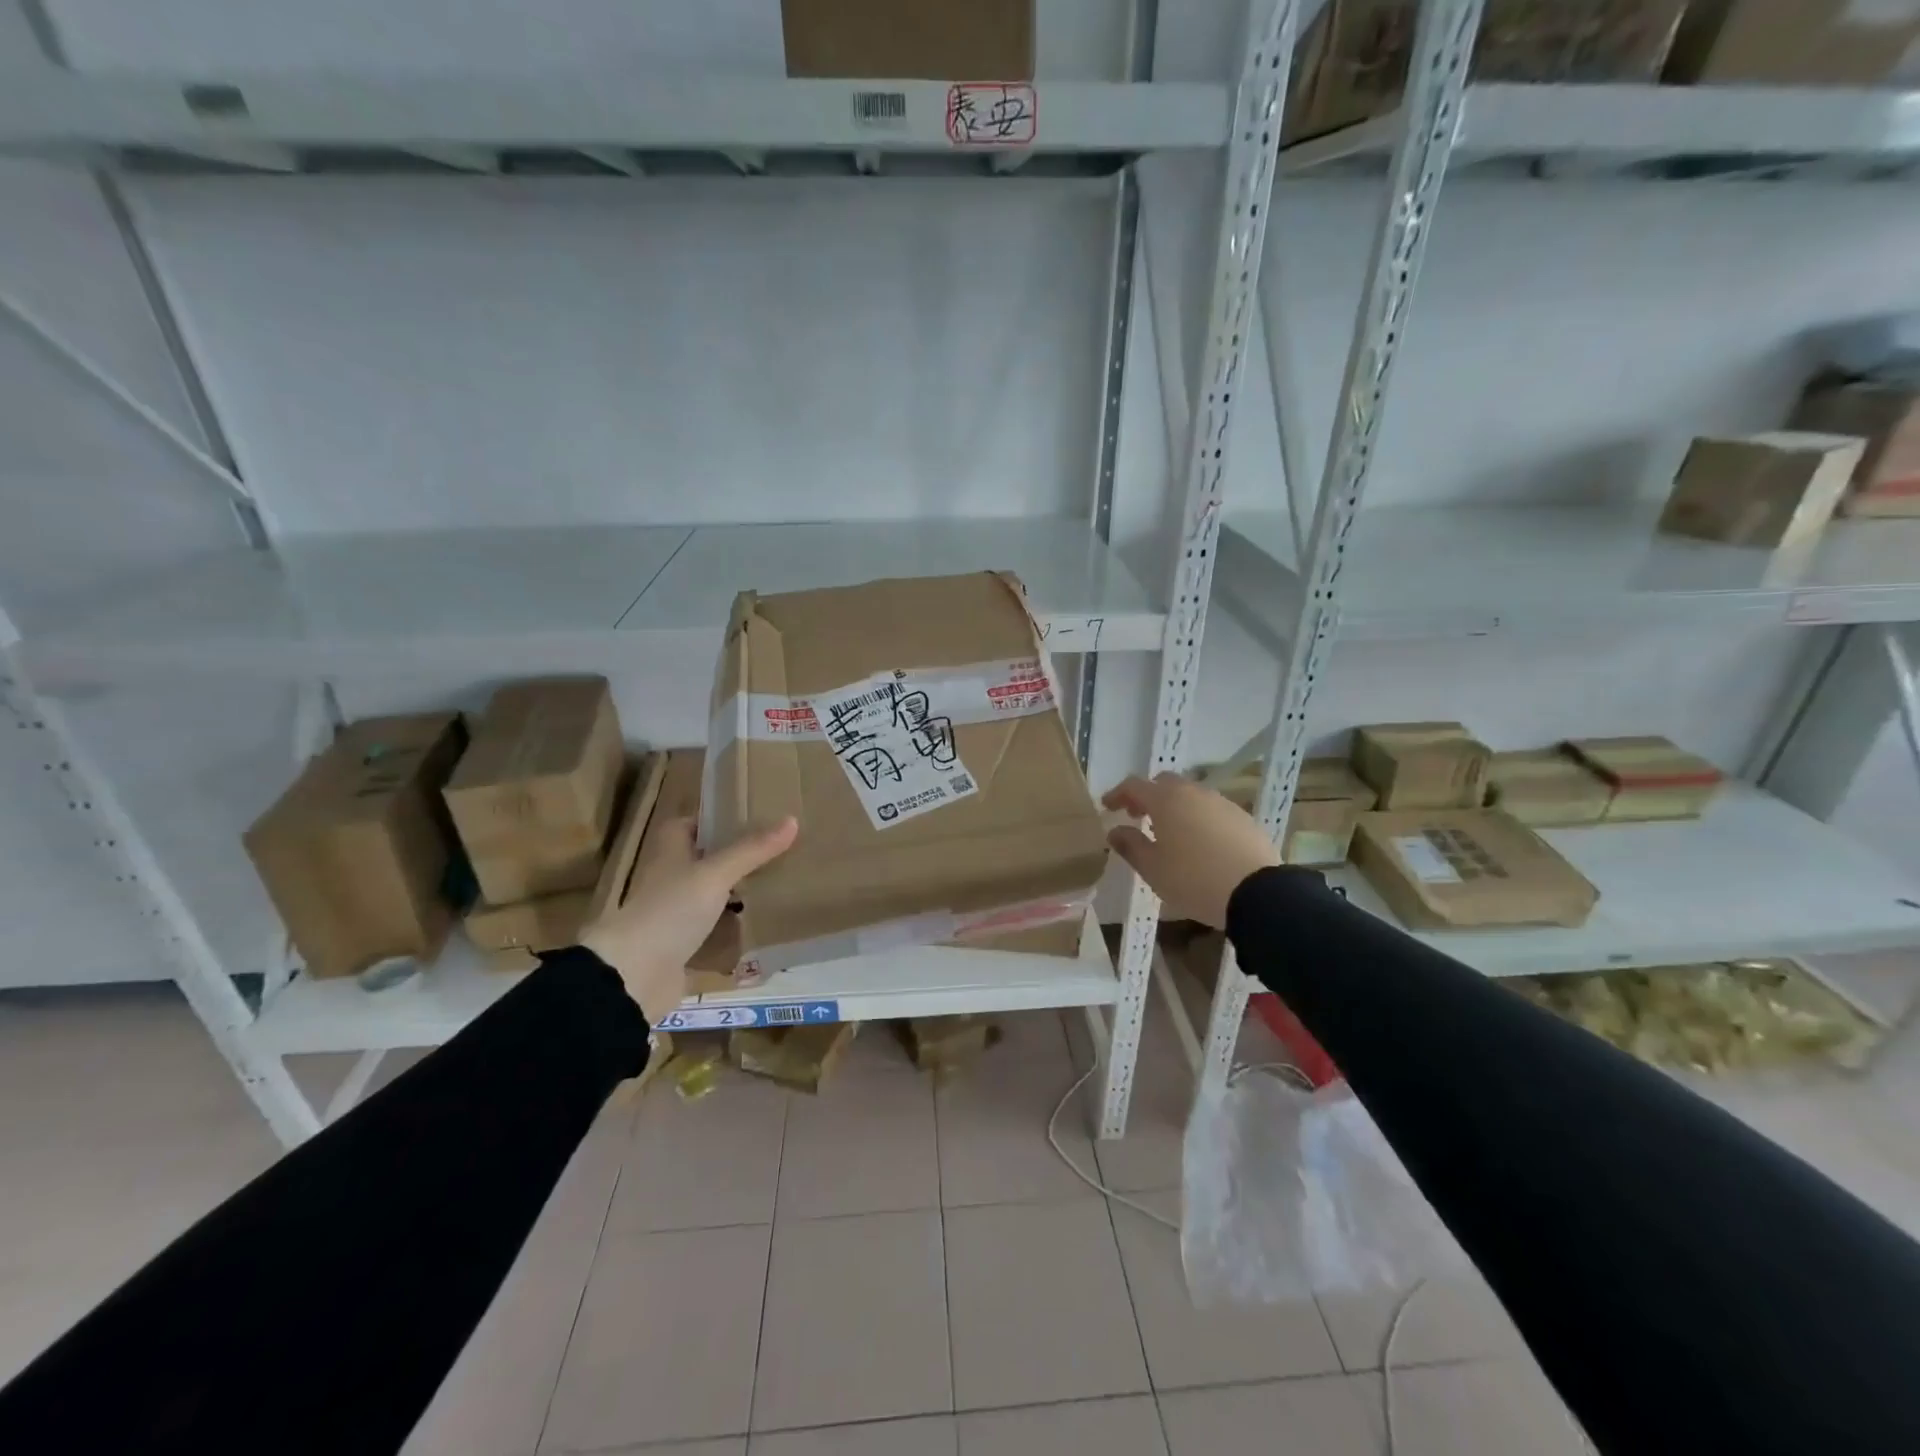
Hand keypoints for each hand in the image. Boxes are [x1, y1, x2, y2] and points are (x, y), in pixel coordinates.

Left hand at [580, 815, 797, 1023]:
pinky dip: (734, 927)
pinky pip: (714, 929)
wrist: (635, 975)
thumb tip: (792, 820)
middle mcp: (670, 878)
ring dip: (737, 891)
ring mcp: (674, 913)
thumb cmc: (671, 910)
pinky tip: (763, 924)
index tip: (753, 817)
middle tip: (777, 850)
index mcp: (670, 852)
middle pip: (706, 859)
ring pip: (711, 894)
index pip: (692, 824)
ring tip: (778, 882)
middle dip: (737, 856)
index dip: (717, 819)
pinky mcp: (682, 945)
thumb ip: (752, 850)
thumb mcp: (715, 874)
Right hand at [1102, 773, 1281, 927]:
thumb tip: (1115, 831)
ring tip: (1168, 832)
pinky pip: (1211, 810)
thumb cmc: (1193, 879)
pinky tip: (1198, 842)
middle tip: (1137, 816)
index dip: (1117, 794)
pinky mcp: (1243, 818)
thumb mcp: (1153, 869)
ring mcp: (1221, 803)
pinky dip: (1197, 817)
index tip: (1107, 807)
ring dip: (1174, 806)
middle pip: (1164, 783)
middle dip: (1147, 796)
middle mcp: (1193, 793)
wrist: (1256, 893)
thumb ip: (1130, 845)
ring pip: (1190, 795)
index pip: (1134, 785)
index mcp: (1166, 800)